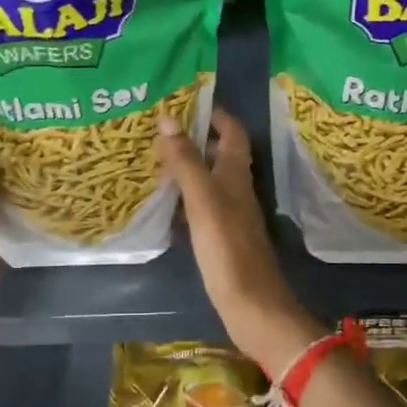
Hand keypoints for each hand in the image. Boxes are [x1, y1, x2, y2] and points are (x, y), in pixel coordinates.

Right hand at [156, 108, 323, 377]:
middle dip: (194, 137)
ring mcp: (230, 215)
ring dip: (187, 165)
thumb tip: (168, 118)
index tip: (186, 100)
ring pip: (209, 179)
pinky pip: (201, 205)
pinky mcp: (221, 238)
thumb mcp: (203, 200)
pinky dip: (184, 196)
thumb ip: (186, 161)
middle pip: (219, 153)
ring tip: (153, 157)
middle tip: (159, 128)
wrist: (252, 306)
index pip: (232, 132)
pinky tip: (164, 201)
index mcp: (236, 175)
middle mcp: (236, 190)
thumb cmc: (228, 250)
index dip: (214, 113)